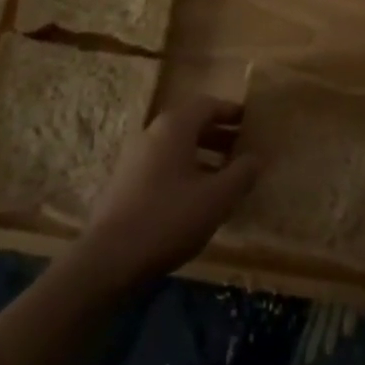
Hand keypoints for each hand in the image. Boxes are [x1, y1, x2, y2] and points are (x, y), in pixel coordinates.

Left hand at [76, 96, 260, 289]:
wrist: (108, 259)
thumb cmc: (168, 219)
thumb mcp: (217, 198)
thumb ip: (241, 174)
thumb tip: (256, 158)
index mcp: (174, 127)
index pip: (207, 104)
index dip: (231, 112)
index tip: (250, 122)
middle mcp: (152, 133)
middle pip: (190, 123)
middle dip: (218, 134)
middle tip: (242, 149)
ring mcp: (134, 158)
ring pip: (175, 146)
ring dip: (202, 154)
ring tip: (224, 176)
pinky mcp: (125, 183)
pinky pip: (162, 165)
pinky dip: (184, 170)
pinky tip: (196, 198)